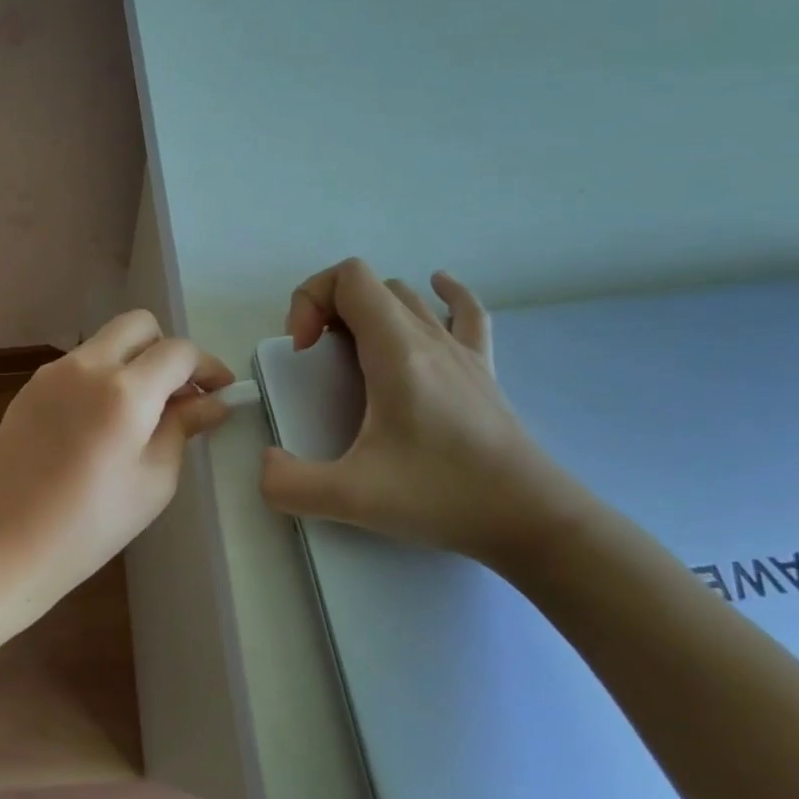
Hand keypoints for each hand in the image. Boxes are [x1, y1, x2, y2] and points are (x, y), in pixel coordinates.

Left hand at [0, 310, 232, 619]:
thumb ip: (183, 427)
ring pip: (105, 342)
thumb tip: (212, 401)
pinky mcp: (29, 388)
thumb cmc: (91, 524)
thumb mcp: (154, 480)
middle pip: (138, 325)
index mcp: (124, 390)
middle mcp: (86, 366)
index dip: (207, 366)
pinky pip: (77, 365)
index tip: (220, 391)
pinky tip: (101, 422)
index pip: (178, 352)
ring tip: (140, 413)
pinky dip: (101, 376)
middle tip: (177, 394)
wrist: (6, 544)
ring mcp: (52, 373)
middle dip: (166, 350)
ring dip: (131, 362)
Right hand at [258, 259, 590, 565]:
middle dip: (329, 309)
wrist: (532, 520)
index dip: (311, 298)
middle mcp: (429, 337)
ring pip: (408, 297)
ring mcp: (461, 351)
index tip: (304, 352)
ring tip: (352, 351)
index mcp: (397, 351)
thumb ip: (290, 484)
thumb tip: (266, 465)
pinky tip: (436, 293)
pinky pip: (466, 312)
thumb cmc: (442, 497)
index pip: (348, 277)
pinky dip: (443, 294)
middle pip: (371, 285)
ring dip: (369, 309)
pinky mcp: (482, 370)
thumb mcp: (352, 498)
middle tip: (318, 360)